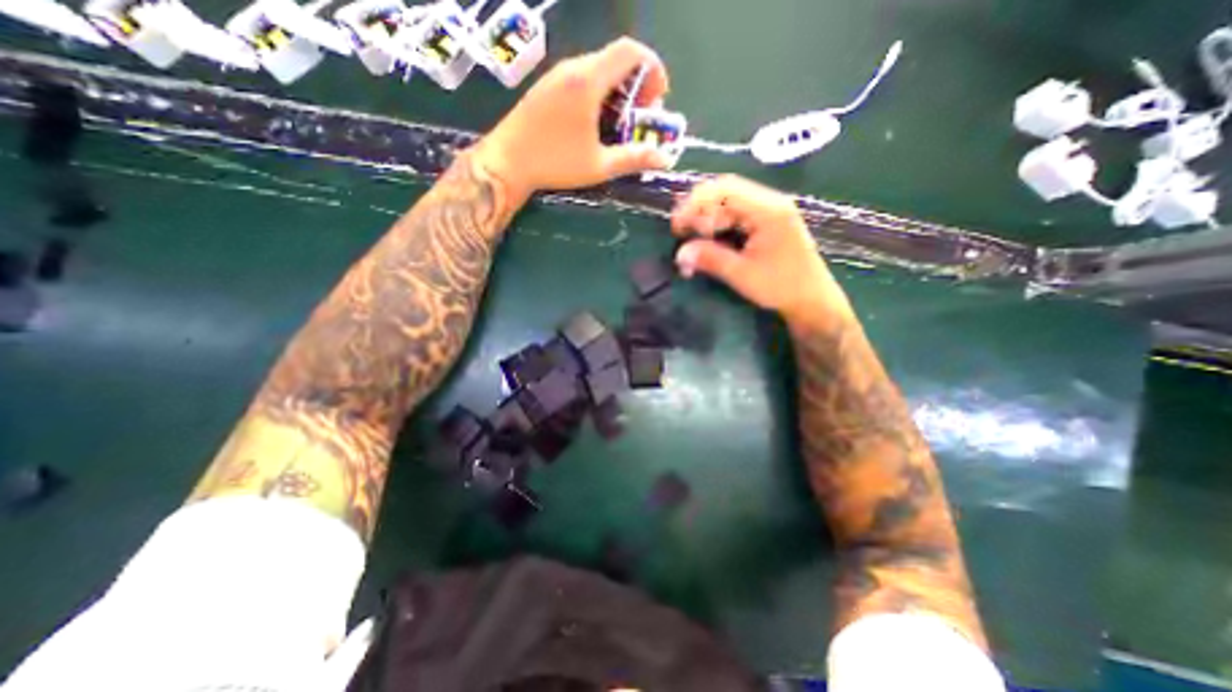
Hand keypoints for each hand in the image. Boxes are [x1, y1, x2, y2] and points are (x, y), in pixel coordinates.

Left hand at [473, 35, 670, 202]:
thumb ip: (634, 158)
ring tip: (621, 123)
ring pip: (598, 69)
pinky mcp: (547, 87)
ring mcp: (557, 76)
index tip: (658, 98)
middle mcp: (573, 68)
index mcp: (588, 80)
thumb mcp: (599, 165)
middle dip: (638, 84)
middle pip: (615, 59)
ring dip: (618, 90)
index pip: (630, 51)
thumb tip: (663, 158)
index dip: (653, 68)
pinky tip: (596, 123)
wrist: (506, 162)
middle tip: (641, 117)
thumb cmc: (555, 162)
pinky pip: (581, 78)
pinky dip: (599, 93)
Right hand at [669, 175, 852, 320]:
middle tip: (682, 233)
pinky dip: (717, 226)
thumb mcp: (742, 275)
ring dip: (706, 219)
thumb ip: (711, 260)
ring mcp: (769, 211)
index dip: (695, 203)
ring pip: (728, 203)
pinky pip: (736, 215)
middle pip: (725, 192)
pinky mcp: (766, 223)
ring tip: (692, 241)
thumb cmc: (781, 287)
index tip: (677, 226)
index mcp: (767, 210)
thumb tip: (679, 254)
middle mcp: (769, 203)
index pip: (725, 190)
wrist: (811, 300)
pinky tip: (709, 241)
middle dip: (698, 211)